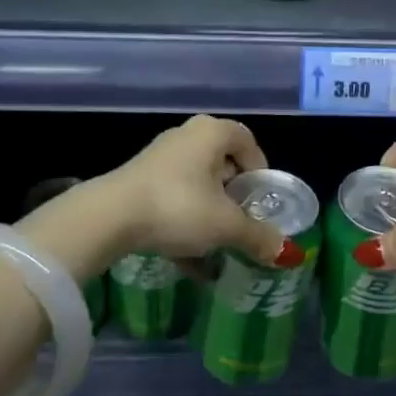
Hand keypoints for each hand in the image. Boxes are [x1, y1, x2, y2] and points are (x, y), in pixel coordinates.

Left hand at [53, 115, 300, 272]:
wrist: (109, 217)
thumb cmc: (178, 207)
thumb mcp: (225, 225)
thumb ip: (257, 236)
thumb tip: (286, 252)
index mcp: (211, 132)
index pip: (247, 140)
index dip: (260, 168)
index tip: (262, 200)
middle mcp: (186, 136)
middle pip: (221, 162)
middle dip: (234, 196)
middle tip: (243, 222)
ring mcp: (159, 158)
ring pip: (197, 185)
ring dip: (210, 215)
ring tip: (219, 246)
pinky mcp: (138, 182)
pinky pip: (173, 200)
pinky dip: (186, 225)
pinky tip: (191, 263)